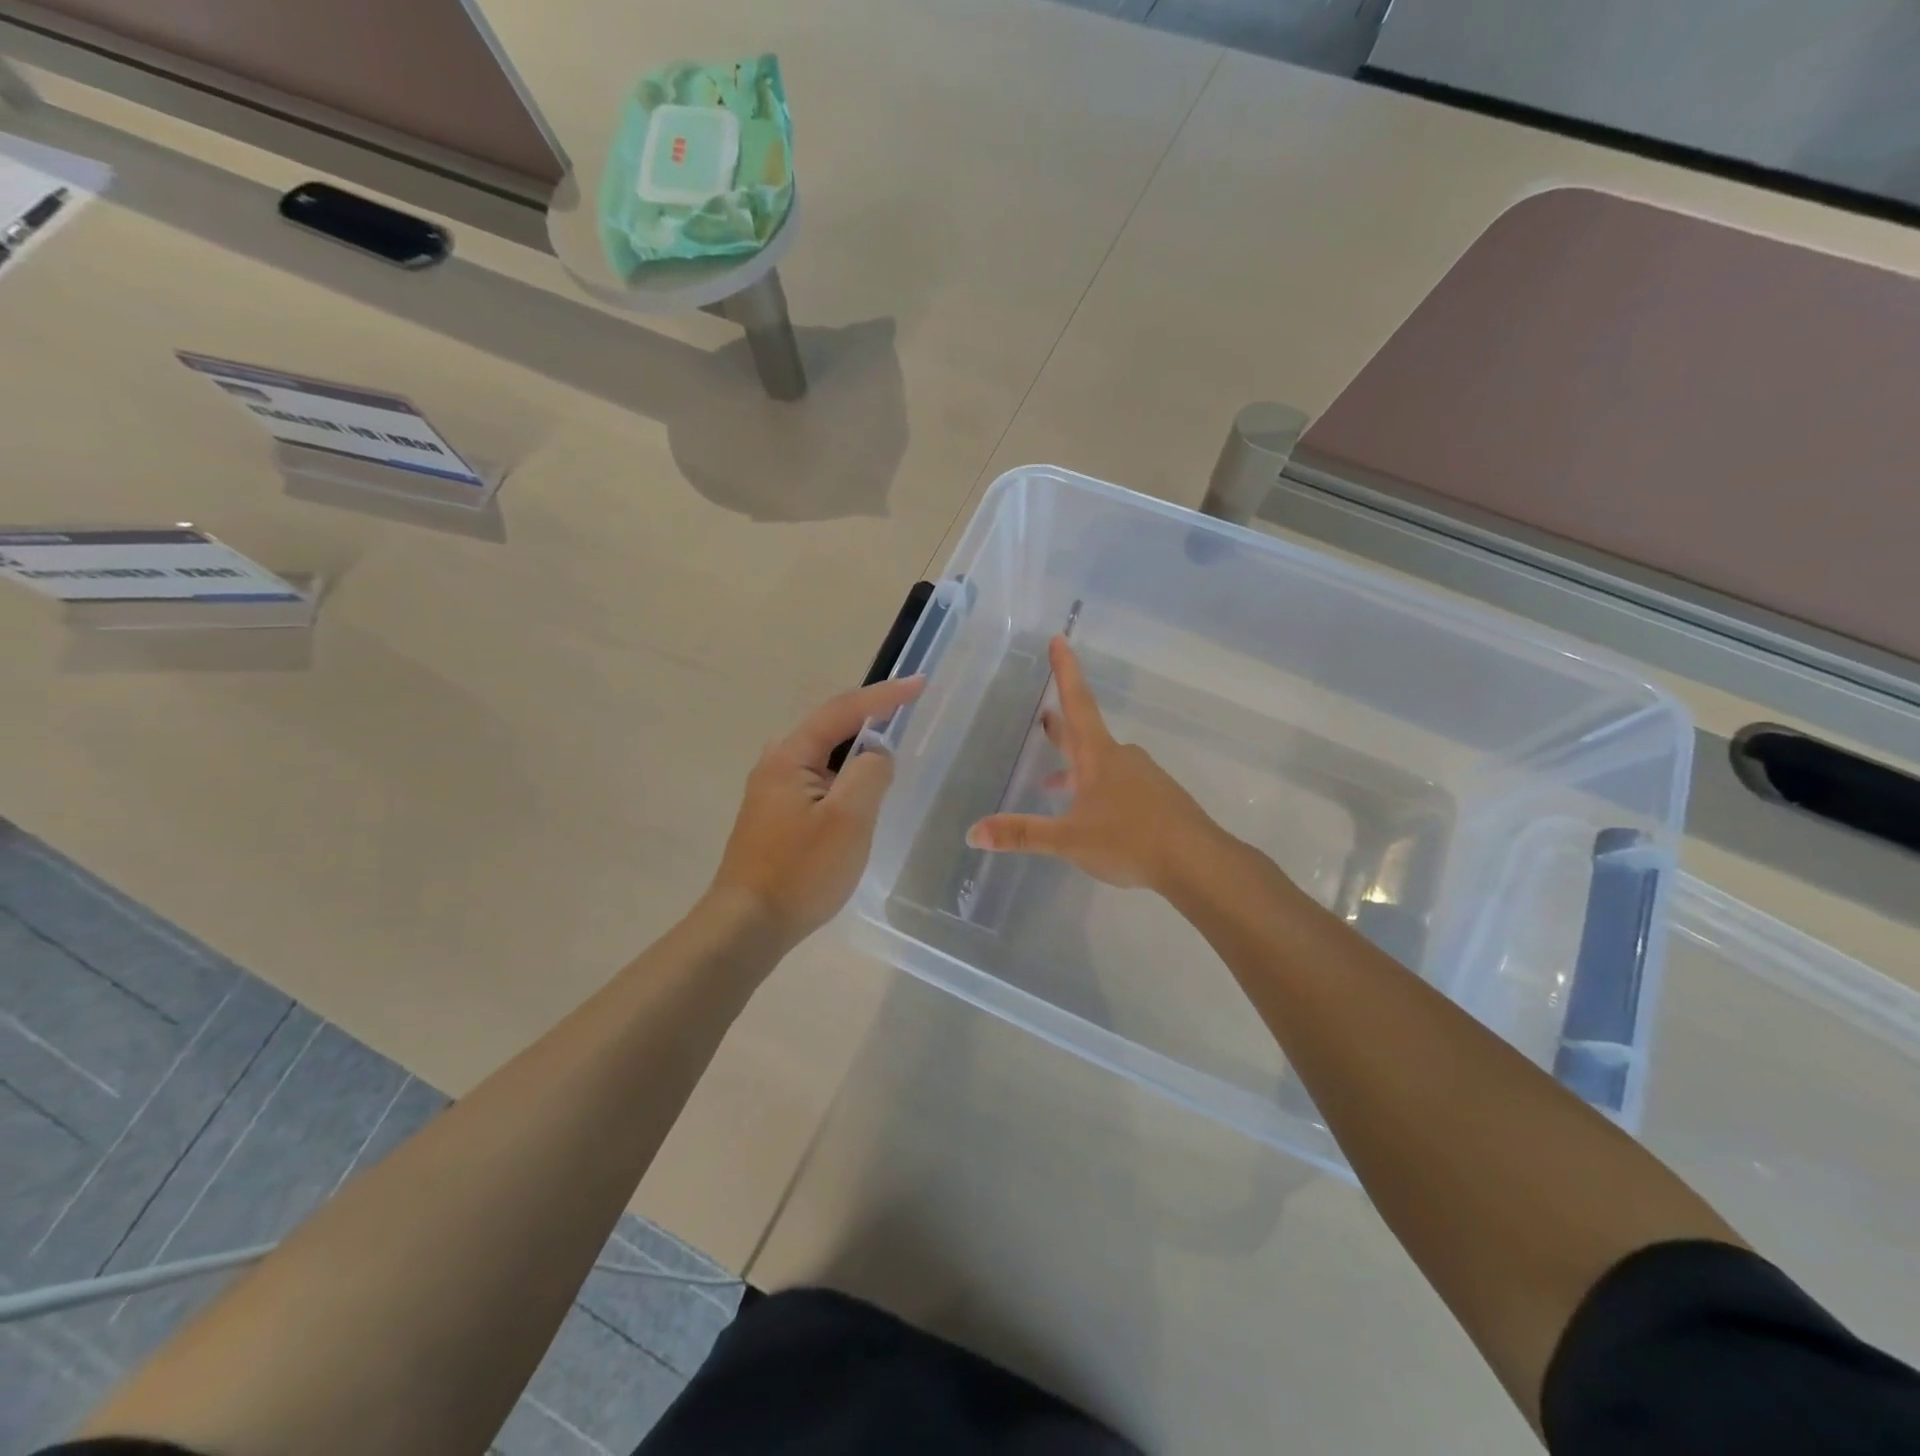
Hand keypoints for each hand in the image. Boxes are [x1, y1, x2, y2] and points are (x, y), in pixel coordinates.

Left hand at [710, 675, 925, 944]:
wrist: (748, 924)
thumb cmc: (801, 870)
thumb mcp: (848, 819)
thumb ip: (870, 773)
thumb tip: (877, 753)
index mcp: (790, 755)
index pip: (843, 710)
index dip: (885, 695)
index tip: (920, 684)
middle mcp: (776, 763)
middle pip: (831, 727)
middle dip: (870, 716)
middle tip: (908, 710)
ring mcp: (772, 790)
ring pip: (825, 755)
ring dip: (858, 749)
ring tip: (891, 749)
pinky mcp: (776, 814)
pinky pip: (818, 779)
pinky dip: (845, 775)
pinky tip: (860, 792)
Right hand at [966, 637, 1219, 892]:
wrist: (1197, 862)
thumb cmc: (1129, 840)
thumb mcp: (1068, 840)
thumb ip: (1022, 835)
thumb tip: (974, 832)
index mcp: (1098, 756)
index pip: (1077, 702)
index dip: (1065, 671)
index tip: (1059, 639)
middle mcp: (1121, 758)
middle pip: (1085, 733)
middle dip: (1062, 725)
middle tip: (1045, 715)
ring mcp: (1143, 778)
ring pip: (1101, 763)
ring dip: (1076, 767)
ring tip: (1053, 783)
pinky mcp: (1157, 800)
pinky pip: (1119, 785)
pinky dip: (1096, 790)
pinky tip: (1092, 816)